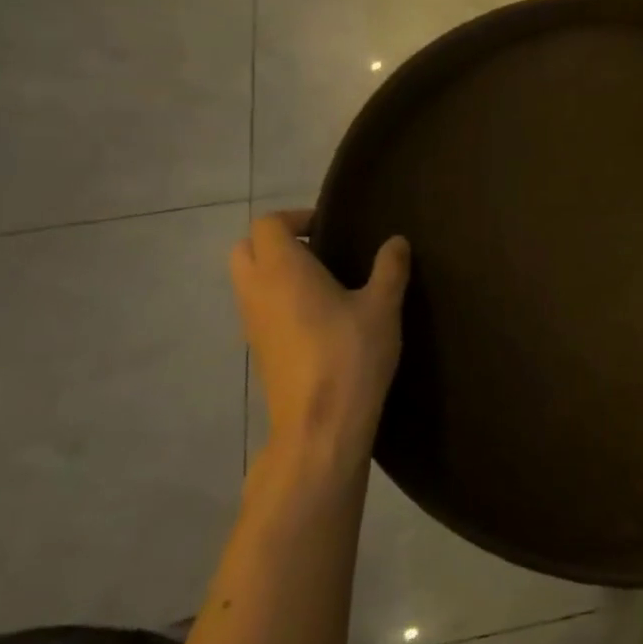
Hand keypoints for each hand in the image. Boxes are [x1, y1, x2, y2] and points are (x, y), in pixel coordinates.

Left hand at [230, 210, 410, 493]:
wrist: (320, 425)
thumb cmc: (350, 355)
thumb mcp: (382, 307)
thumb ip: (389, 268)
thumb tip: (396, 240)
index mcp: (283, 269)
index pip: (268, 223)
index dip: (296, 217)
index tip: (329, 229)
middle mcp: (257, 290)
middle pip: (246, 248)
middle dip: (276, 242)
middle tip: (319, 251)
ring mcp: (252, 324)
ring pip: (248, 281)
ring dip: (275, 273)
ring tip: (323, 285)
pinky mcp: (258, 351)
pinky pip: (257, 310)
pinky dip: (276, 301)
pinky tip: (317, 319)